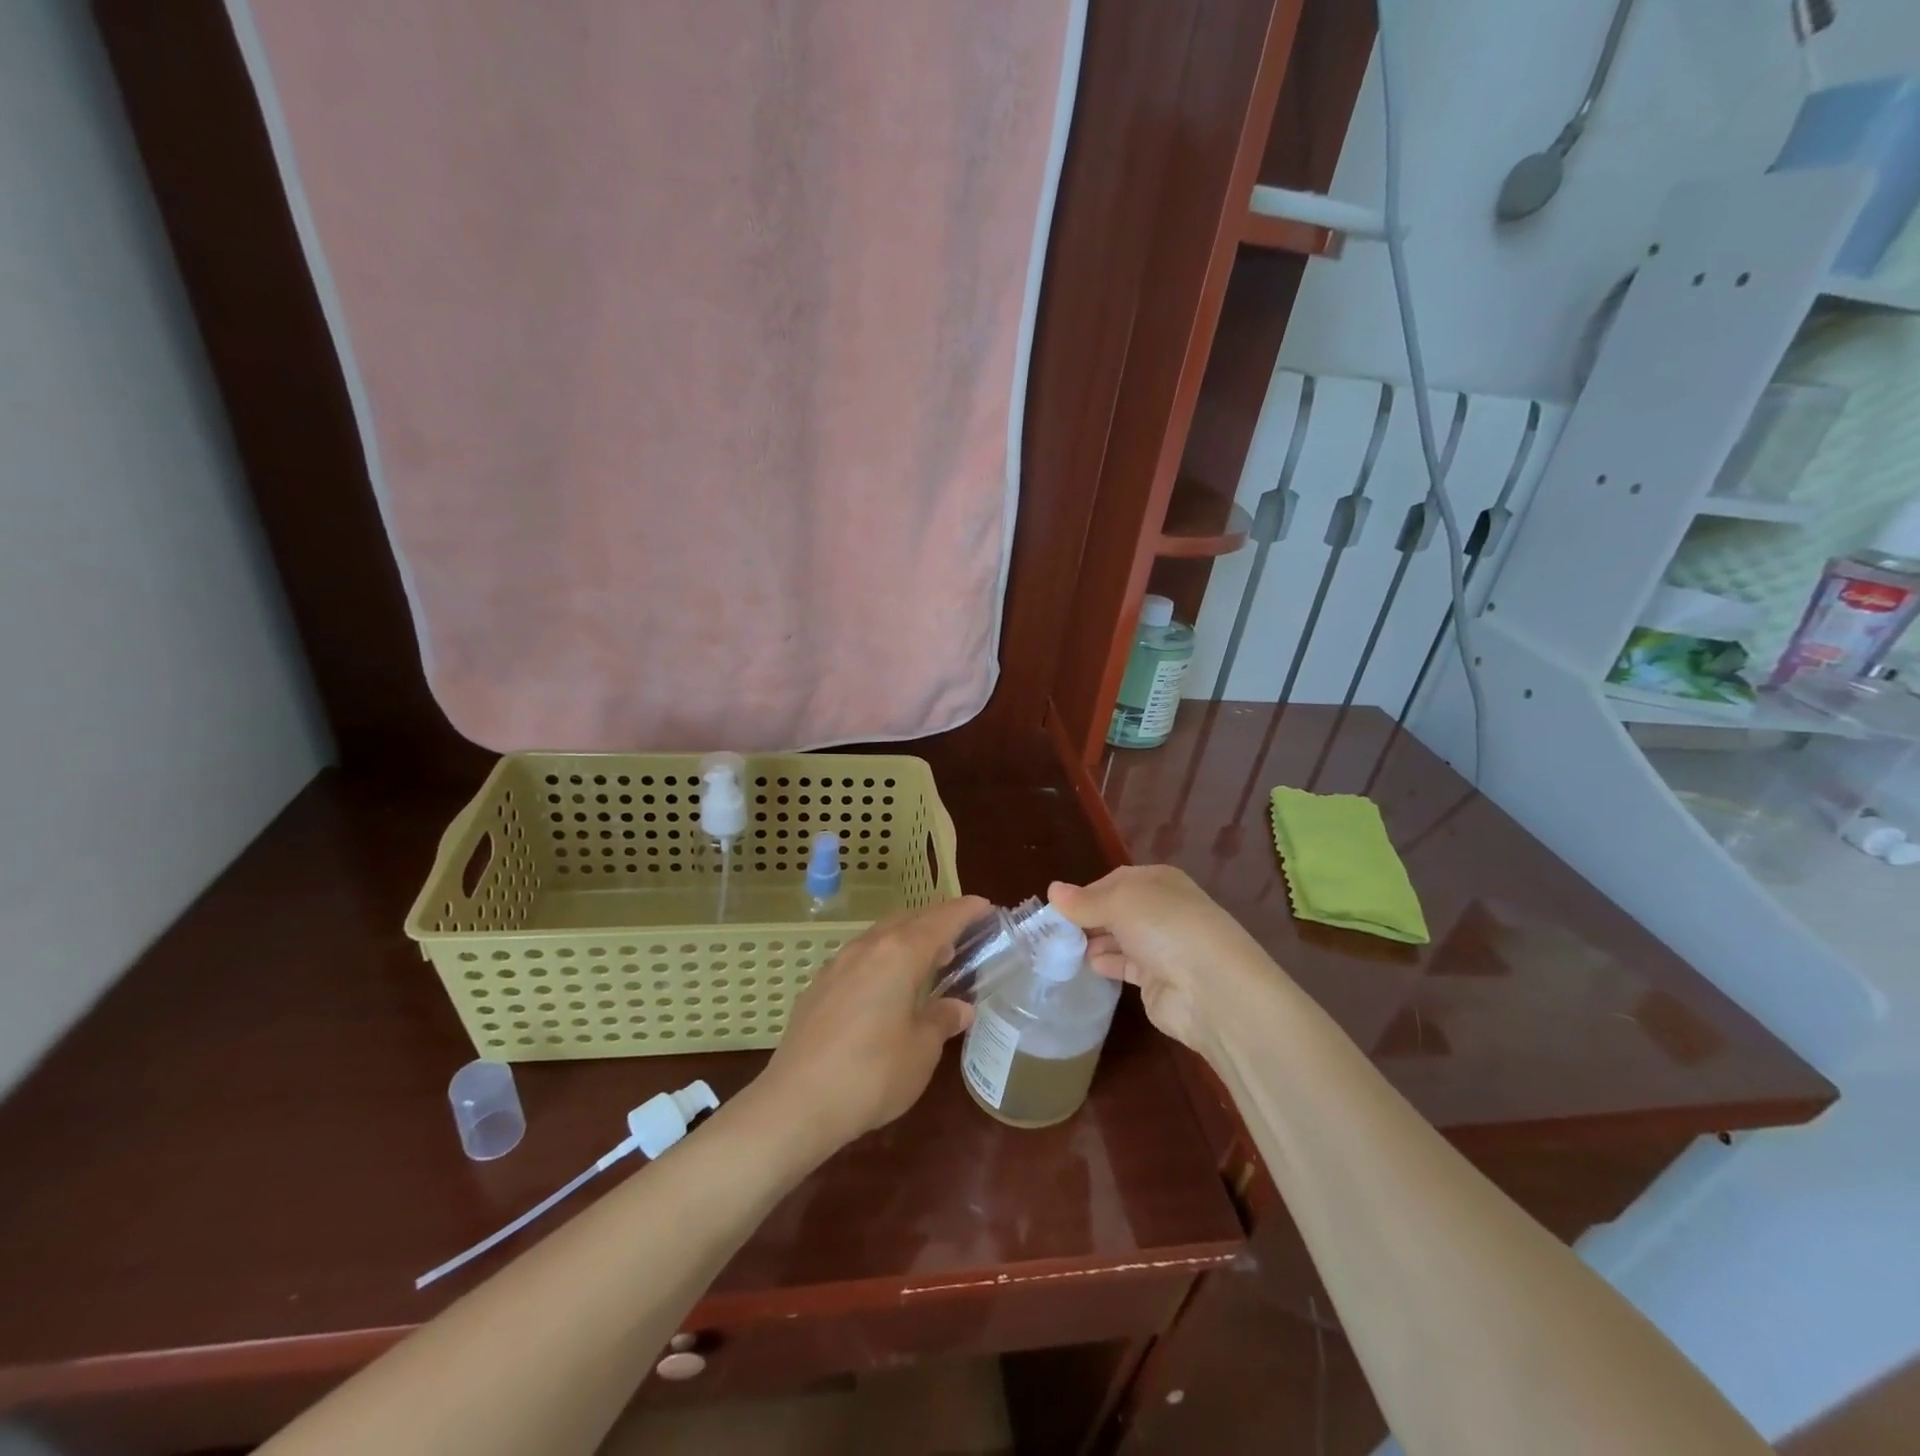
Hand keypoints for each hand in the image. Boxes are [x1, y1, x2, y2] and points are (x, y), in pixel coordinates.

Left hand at [753, 896, 985, 1152]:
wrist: (796, 1103)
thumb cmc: (871, 1074)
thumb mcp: (921, 1051)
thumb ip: (941, 1020)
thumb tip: (960, 1007)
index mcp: (900, 953)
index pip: (941, 920)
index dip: (965, 911)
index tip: (985, 906)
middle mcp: (868, 947)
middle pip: (909, 920)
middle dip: (936, 921)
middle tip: (961, 936)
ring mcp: (837, 965)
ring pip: (881, 936)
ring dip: (907, 939)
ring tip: (927, 959)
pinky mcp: (818, 987)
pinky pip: (860, 957)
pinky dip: (883, 958)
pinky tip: (886, 986)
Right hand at [1048, 866, 1274, 1057]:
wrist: (1211, 989)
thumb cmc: (1165, 928)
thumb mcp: (1119, 903)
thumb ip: (1084, 901)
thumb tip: (1052, 890)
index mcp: (1158, 881)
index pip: (1114, 880)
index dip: (1086, 892)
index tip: (1057, 908)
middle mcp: (1161, 909)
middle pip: (1115, 909)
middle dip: (1087, 918)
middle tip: (1053, 931)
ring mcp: (1161, 946)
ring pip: (1118, 937)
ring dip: (1093, 941)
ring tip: (1061, 949)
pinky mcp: (1157, 979)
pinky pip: (1124, 965)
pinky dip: (1106, 963)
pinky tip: (1086, 965)